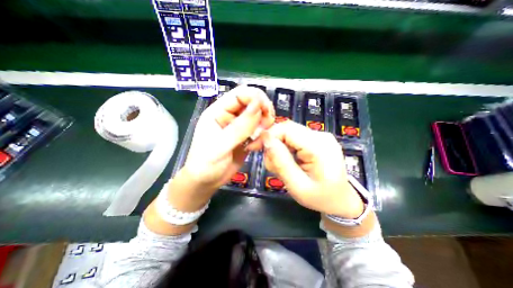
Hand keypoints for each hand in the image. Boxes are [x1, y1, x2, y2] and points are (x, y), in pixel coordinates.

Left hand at [181, 85, 274, 193]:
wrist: (206, 182)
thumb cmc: (206, 164)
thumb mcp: (221, 145)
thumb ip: (240, 127)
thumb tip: (258, 105)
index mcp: (218, 111)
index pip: (240, 94)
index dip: (255, 98)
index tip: (267, 111)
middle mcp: (230, 116)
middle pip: (252, 103)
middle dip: (263, 111)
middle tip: (267, 125)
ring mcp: (239, 127)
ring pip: (258, 116)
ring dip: (264, 124)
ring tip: (261, 138)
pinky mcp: (246, 137)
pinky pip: (259, 130)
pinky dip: (263, 135)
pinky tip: (257, 145)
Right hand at [253, 120, 363, 217]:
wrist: (342, 200)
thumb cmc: (321, 198)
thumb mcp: (297, 186)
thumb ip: (281, 162)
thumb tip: (266, 140)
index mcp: (319, 146)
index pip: (287, 129)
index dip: (267, 135)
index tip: (254, 147)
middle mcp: (320, 135)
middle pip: (287, 129)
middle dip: (273, 144)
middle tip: (270, 164)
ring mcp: (320, 136)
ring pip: (288, 134)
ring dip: (279, 148)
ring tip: (280, 167)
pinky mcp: (316, 139)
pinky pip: (294, 138)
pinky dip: (286, 149)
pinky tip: (288, 162)